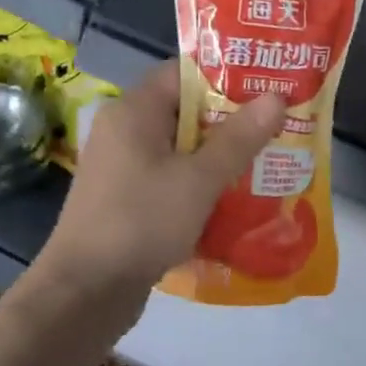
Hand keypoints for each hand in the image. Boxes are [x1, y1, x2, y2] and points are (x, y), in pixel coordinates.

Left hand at [35, 61, 285, 308]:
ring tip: (268, 164)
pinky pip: (172, 181)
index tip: (269, 88)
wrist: (86, 291)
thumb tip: (276, 97)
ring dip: (220, 158)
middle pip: (186, 113)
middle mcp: (125, 132)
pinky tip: (236, 201)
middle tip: (279, 129)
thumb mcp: (199, 179)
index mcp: (134, 111)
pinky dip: (201, 186)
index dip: (227, 78)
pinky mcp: (128, 201)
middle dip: (232, 123)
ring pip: (182, 151)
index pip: (184, 74)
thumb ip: (239, 138)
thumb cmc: (142, 222)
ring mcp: (124, 169)